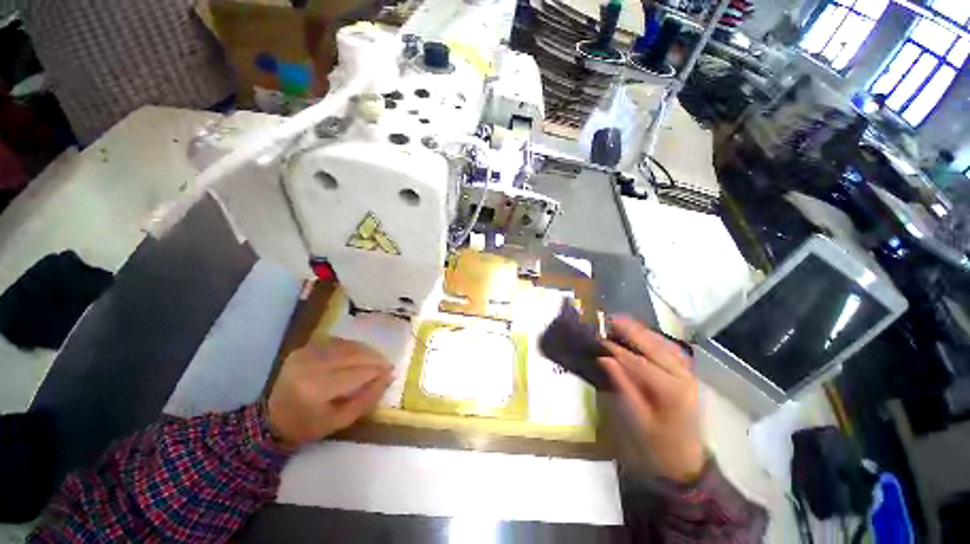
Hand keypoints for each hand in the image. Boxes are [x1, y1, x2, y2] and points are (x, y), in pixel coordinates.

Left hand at [267, 337, 391, 448]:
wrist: (272, 418)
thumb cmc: (309, 425)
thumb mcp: (342, 420)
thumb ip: (368, 398)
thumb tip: (389, 376)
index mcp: (317, 389)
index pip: (357, 373)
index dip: (377, 371)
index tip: (391, 372)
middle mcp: (310, 366)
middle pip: (354, 355)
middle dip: (375, 359)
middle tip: (387, 365)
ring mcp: (305, 354)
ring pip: (347, 346)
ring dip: (366, 351)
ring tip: (376, 360)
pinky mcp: (304, 348)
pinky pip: (337, 342)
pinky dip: (353, 347)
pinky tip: (359, 355)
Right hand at [599, 317, 704, 482]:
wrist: (689, 459)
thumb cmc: (661, 443)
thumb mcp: (638, 418)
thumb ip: (623, 385)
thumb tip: (604, 359)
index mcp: (671, 391)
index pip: (640, 363)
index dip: (617, 349)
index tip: (598, 339)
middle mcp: (683, 376)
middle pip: (654, 346)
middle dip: (630, 330)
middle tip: (608, 319)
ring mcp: (689, 373)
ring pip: (664, 343)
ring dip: (641, 330)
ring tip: (620, 321)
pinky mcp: (688, 372)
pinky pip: (670, 348)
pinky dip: (653, 337)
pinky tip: (640, 332)